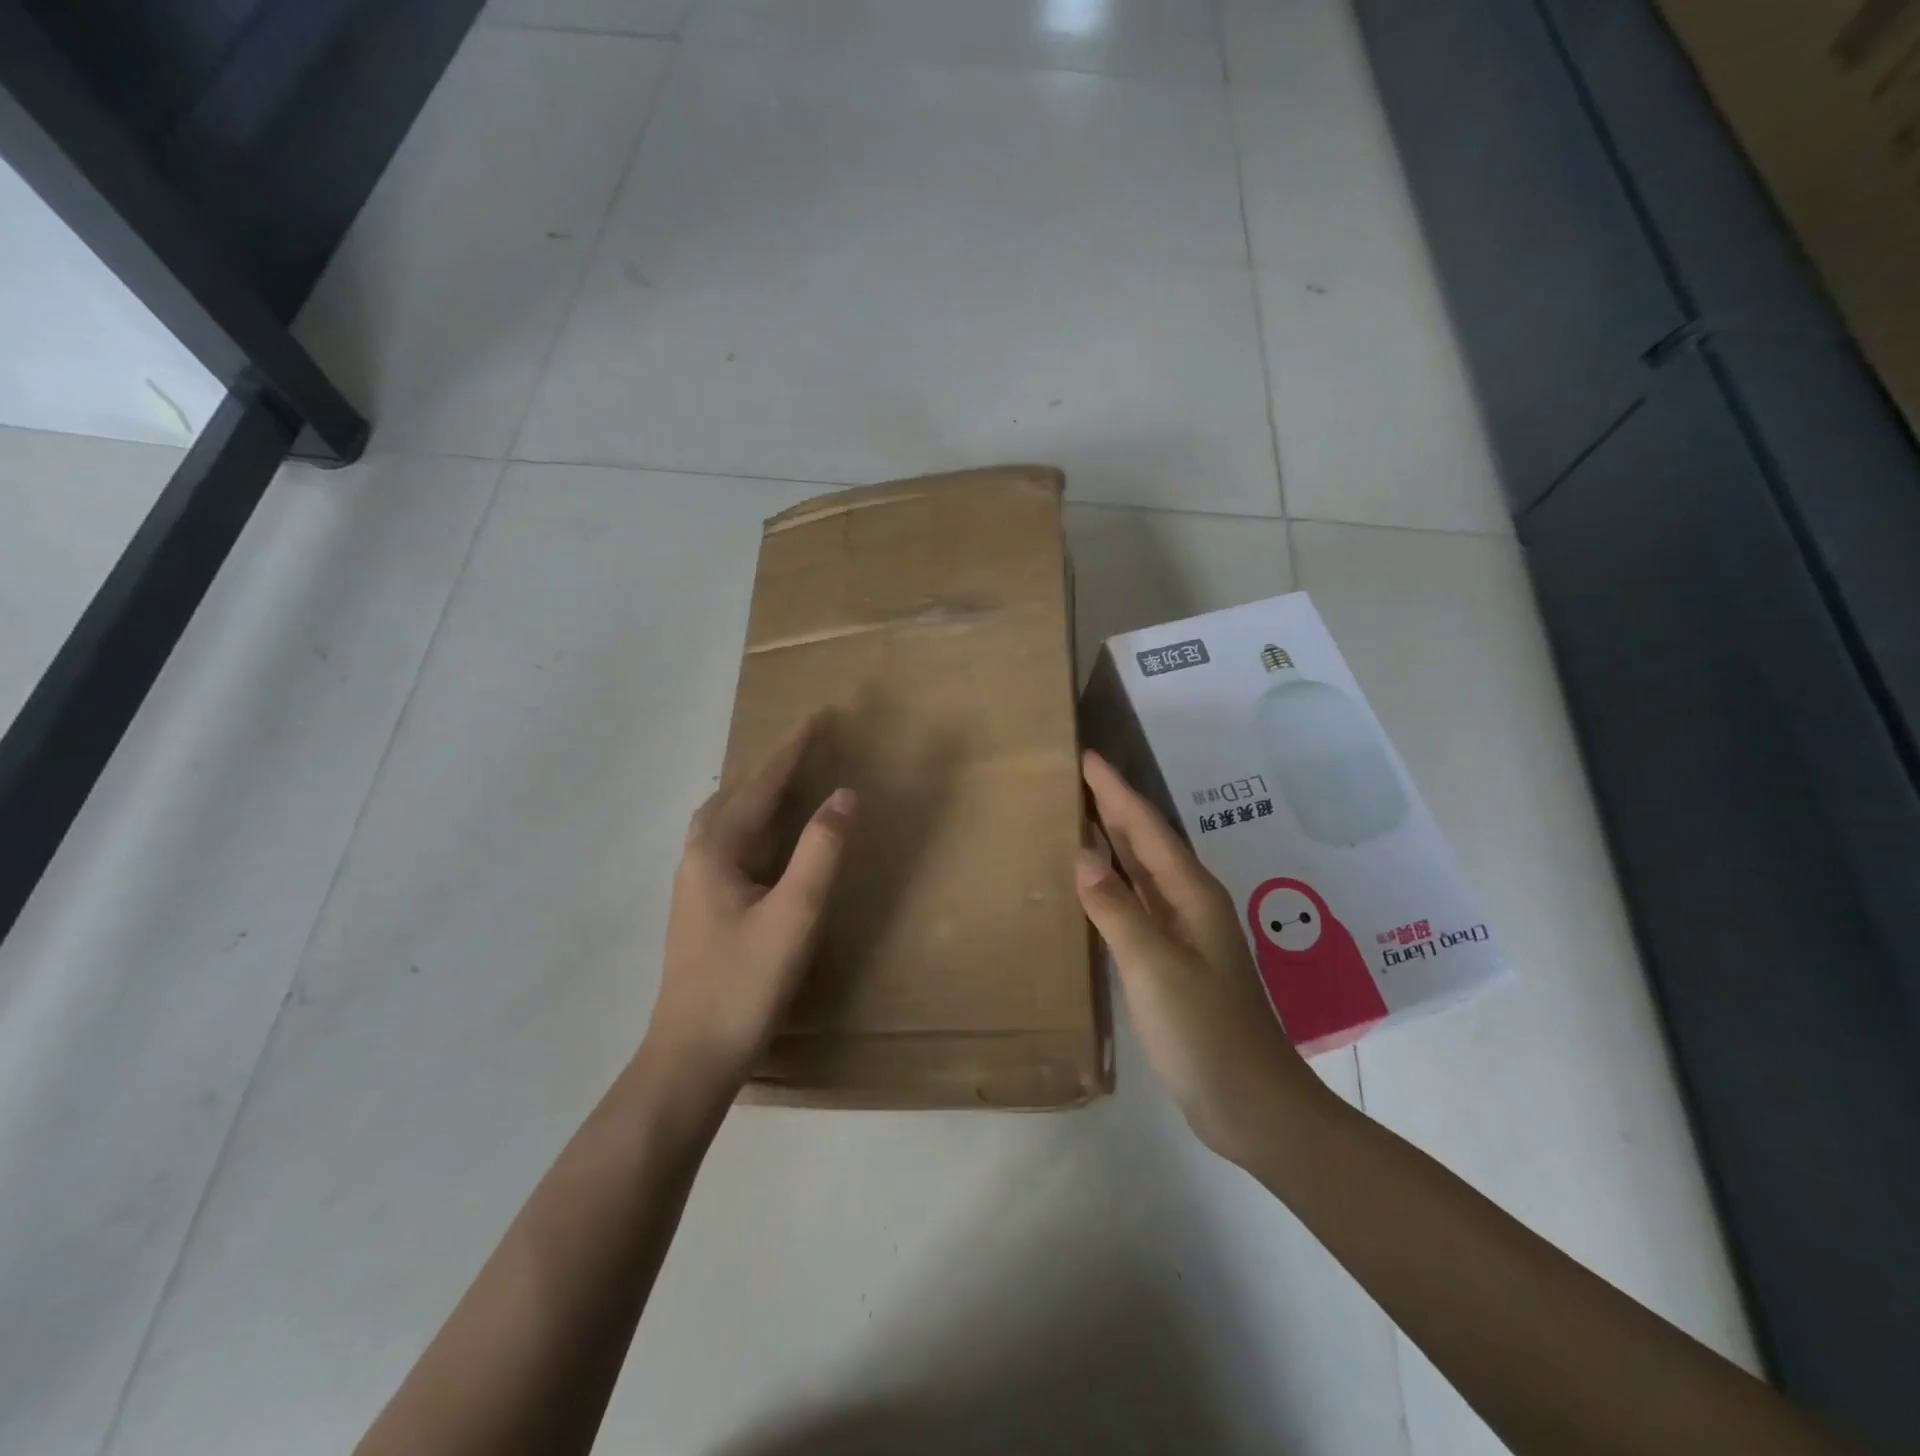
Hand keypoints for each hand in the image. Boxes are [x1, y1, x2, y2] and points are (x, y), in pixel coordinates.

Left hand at [644, 715, 855, 1100]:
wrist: (690, 1058)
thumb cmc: (743, 984)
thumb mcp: (794, 915)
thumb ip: (821, 852)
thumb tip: (844, 795)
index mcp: (716, 851)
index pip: (760, 784)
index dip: (791, 749)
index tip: (818, 716)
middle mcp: (698, 858)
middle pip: (735, 795)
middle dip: (772, 766)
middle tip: (808, 746)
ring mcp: (695, 885)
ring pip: (726, 821)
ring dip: (758, 794)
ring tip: (789, 782)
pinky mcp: (702, 908)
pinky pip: (728, 844)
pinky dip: (753, 824)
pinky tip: (767, 842)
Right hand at [1077, 750, 1331, 1163]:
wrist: (1251, 1103)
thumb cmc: (1204, 1031)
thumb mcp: (1154, 966)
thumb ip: (1116, 908)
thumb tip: (1082, 853)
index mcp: (1191, 893)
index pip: (1145, 826)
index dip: (1115, 790)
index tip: (1085, 755)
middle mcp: (1189, 903)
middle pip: (1146, 841)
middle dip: (1113, 805)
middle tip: (1074, 776)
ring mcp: (1183, 933)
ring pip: (1142, 871)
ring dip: (1113, 840)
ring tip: (1077, 815)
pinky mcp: (1173, 960)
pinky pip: (1137, 903)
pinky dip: (1113, 883)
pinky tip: (1092, 884)